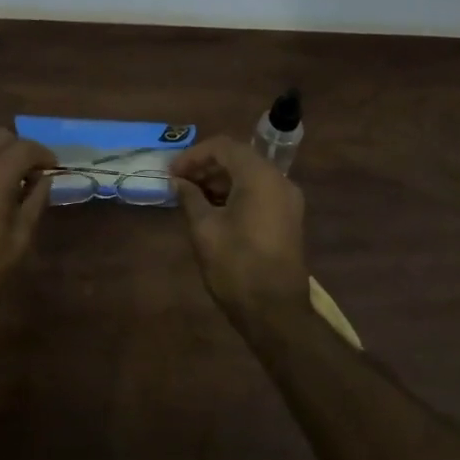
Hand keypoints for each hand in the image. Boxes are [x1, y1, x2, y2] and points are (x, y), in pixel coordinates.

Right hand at [169, 136, 307, 317]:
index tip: (171, 172)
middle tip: (178, 182)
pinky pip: (259, 193)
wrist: (275, 311)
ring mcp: (288, 200)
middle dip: (206, 167)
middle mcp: (279, 180)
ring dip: (220, 181)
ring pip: (249, 176)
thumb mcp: (205, 229)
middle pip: (239, 158)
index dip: (193, 155)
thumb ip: (190, 197)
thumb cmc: (236, 266)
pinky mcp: (288, 219)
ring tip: (191, 197)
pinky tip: (213, 210)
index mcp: (260, 176)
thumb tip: (179, 182)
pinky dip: (236, 194)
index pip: (223, 147)